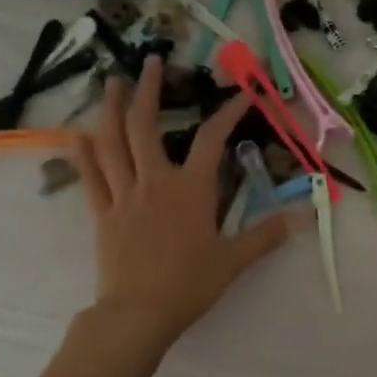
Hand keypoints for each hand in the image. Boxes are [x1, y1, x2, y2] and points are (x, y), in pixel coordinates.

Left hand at [71, 58, 300, 347]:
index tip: (242, 93)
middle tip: (151, 62)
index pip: (211, 140)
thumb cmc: (188, 285)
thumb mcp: (233, 262)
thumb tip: (297, 220)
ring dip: (112, 109)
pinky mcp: (102, 215)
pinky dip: (83, 154)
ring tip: (114, 83)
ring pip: (112, 143)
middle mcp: (154, 182)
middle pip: (145, 126)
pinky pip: (90, 178)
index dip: (228, 112)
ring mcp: (123, 196)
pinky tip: (79, 134)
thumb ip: (263, 237)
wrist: (138, 313)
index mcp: (190, 190)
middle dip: (148, 90)